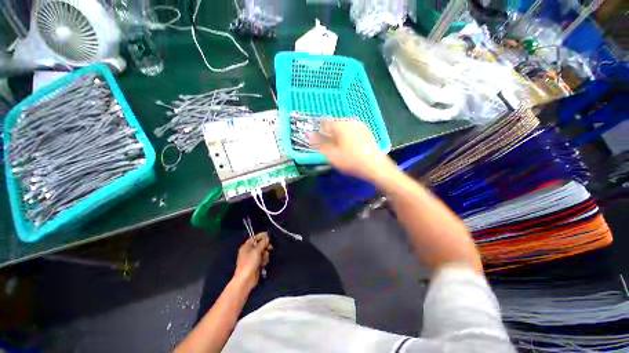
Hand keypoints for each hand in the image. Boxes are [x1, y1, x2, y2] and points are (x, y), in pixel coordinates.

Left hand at [233, 233, 271, 289]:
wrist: (245, 280)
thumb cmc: (249, 264)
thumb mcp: (256, 251)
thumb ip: (263, 243)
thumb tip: (267, 237)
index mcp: (246, 246)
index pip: (255, 237)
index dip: (262, 236)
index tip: (269, 236)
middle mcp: (249, 251)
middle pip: (260, 244)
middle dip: (265, 246)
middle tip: (270, 248)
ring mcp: (253, 257)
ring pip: (263, 251)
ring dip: (265, 254)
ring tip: (263, 259)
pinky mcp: (256, 263)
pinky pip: (263, 258)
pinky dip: (264, 260)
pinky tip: (263, 264)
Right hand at [310, 120, 395, 182]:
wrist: (375, 166)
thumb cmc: (351, 161)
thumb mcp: (332, 155)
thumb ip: (319, 144)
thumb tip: (309, 136)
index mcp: (341, 125)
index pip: (325, 123)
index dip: (320, 131)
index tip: (318, 139)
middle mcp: (351, 122)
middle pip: (335, 124)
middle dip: (330, 133)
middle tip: (328, 145)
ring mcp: (361, 126)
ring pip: (345, 127)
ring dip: (339, 135)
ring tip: (339, 146)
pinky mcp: (367, 132)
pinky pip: (353, 131)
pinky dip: (348, 136)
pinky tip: (349, 146)